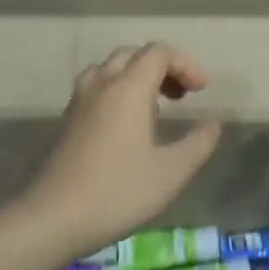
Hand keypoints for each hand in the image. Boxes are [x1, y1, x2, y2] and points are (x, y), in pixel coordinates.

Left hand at [22, 43, 222, 259]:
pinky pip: (96, 88)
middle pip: (133, 55)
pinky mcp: (67, 121)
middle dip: (163, 67)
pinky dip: (117, 91)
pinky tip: (126, 124)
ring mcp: (79, 101)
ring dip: (136, 76)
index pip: (158, 52)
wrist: (55, 217)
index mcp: (128, 88)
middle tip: (182, 96)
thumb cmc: (119, 191)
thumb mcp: (172, 172)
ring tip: (155, 106)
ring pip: (110, 69)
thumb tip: (213, 124)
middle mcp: (101, 85)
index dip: (186, 64)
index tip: (202, 91)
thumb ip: (198, 143)